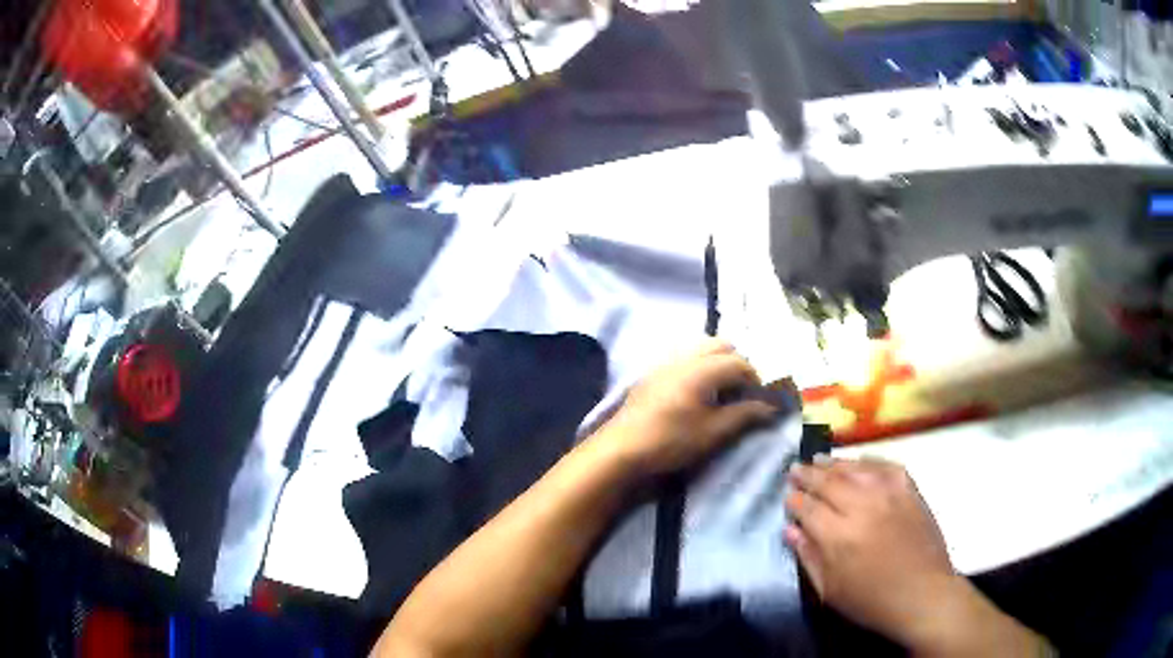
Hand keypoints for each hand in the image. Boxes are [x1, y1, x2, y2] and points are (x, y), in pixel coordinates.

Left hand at [597, 338, 779, 476]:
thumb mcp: (713, 432)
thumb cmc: (671, 441)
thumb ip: (744, 415)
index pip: (739, 362)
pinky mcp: (653, 373)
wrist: (622, 448)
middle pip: (720, 345)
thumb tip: (770, 407)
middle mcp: (684, 357)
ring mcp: (665, 363)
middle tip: (741, 391)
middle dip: (736, 363)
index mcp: (702, 368)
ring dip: (717, 362)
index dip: (754, 379)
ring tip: (720, 392)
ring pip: (700, 348)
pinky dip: (699, 366)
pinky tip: (696, 394)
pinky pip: (684, 358)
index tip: (759, 400)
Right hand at [784, 458, 960, 648]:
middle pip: (828, 482)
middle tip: (794, 469)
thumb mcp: (830, 591)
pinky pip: (884, 466)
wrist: (922, 593)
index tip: (787, 497)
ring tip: (818, 459)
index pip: (807, 508)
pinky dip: (867, 461)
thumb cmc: (871, 600)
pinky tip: (858, 462)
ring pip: (854, 469)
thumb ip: (808, 557)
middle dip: (807, 475)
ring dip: (833, 463)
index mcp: (837, 536)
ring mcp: (888, 494)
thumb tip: (790, 530)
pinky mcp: (909, 489)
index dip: (794, 501)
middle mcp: (861, 506)